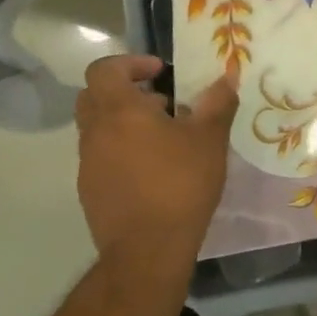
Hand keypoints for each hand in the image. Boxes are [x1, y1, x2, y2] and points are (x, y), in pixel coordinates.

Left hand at [75, 56, 238, 268]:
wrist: (147, 252)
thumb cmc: (179, 185)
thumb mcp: (209, 139)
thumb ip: (218, 102)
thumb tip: (228, 76)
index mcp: (119, 111)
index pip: (105, 69)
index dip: (131, 63)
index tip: (159, 72)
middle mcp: (95, 132)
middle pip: (95, 95)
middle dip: (125, 91)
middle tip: (160, 101)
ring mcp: (88, 164)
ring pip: (98, 127)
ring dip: (125, 122)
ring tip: (164, 138)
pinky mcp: (90, 191)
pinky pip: (101, 156)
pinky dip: (121, 150)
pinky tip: (153, 170)